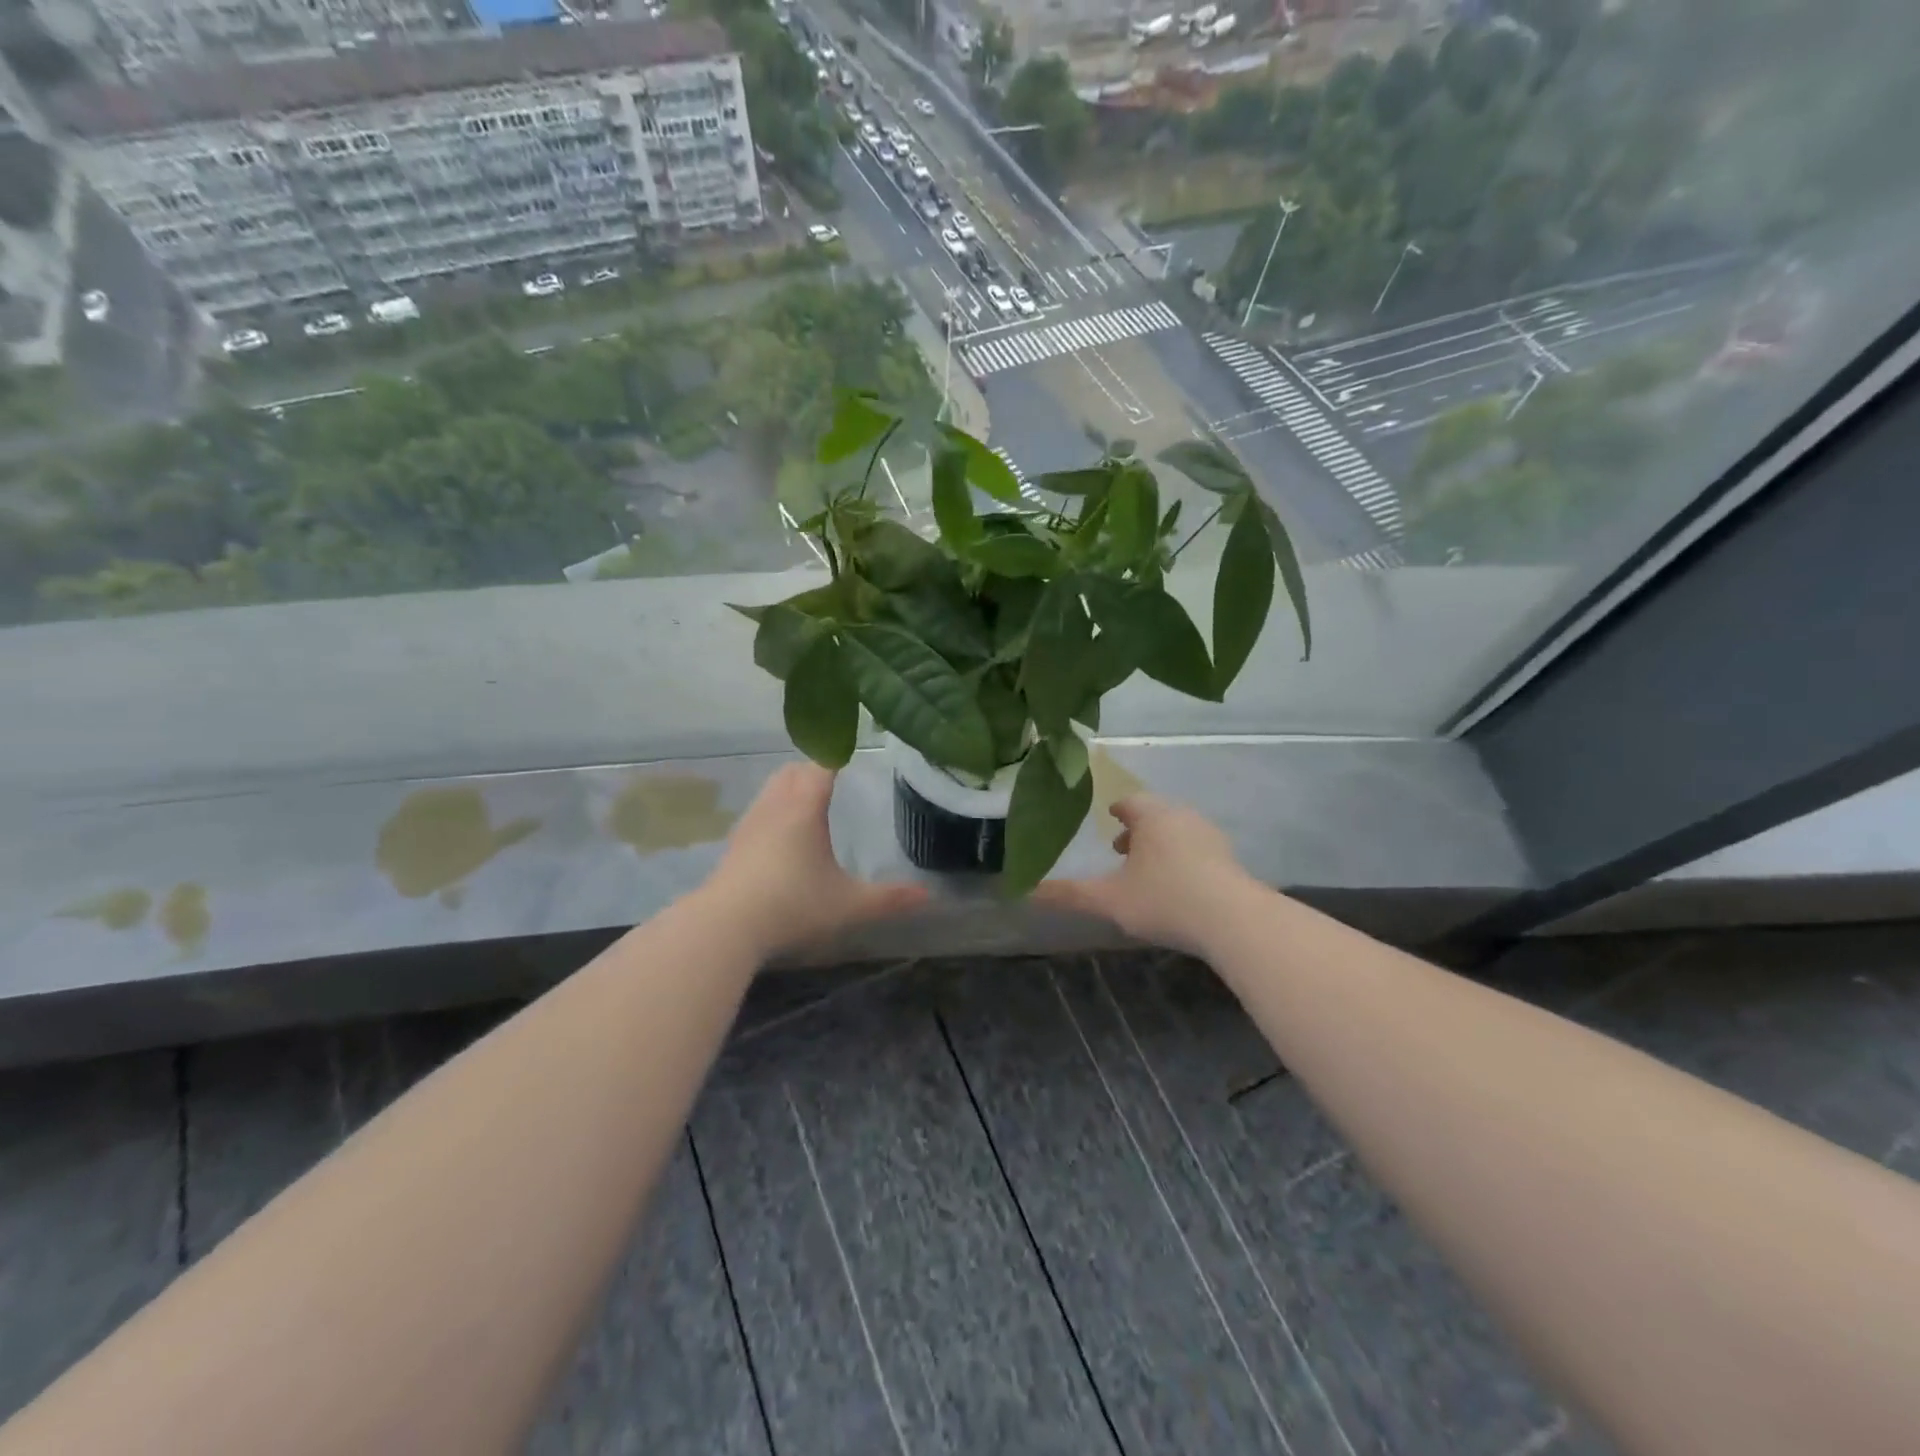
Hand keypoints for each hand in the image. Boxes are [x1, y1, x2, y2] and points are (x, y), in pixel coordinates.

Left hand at [701, 762, 927, 959]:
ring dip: (790, 786)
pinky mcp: (734, 844)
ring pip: (771, 788)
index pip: (821, 765)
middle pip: (793, 770)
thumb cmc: (793, 904)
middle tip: (834, 773)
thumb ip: (889, 898)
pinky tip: (781, 833)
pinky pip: (758, 810)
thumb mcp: (848, 904)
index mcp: (805, 808)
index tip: (850, 746)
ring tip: (808, 798)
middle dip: (813, 767)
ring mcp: (750, 823)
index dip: (836, 752)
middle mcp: (775, 806)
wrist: (726, 926)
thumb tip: (928, 896)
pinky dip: (774, 807)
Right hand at [1034, 793, 1258, 956]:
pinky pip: (1199, 850)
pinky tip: (1178, 886)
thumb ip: (1069, 894)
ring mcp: (1211, 837)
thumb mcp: (1109, 900)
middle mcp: (1183, 817)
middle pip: (1156, 814)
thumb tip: (1026, 891)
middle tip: (1121, 848)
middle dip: (1138, 828)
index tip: (1108, 818)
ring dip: (1161, 844)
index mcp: (1152, 816)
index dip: (1117, 810)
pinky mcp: (1230, 860)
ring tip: (1147, 869)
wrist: (1234, 921)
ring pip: (1179, 831)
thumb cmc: (1165, 900)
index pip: (1130, 801)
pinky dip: (1183, 858)